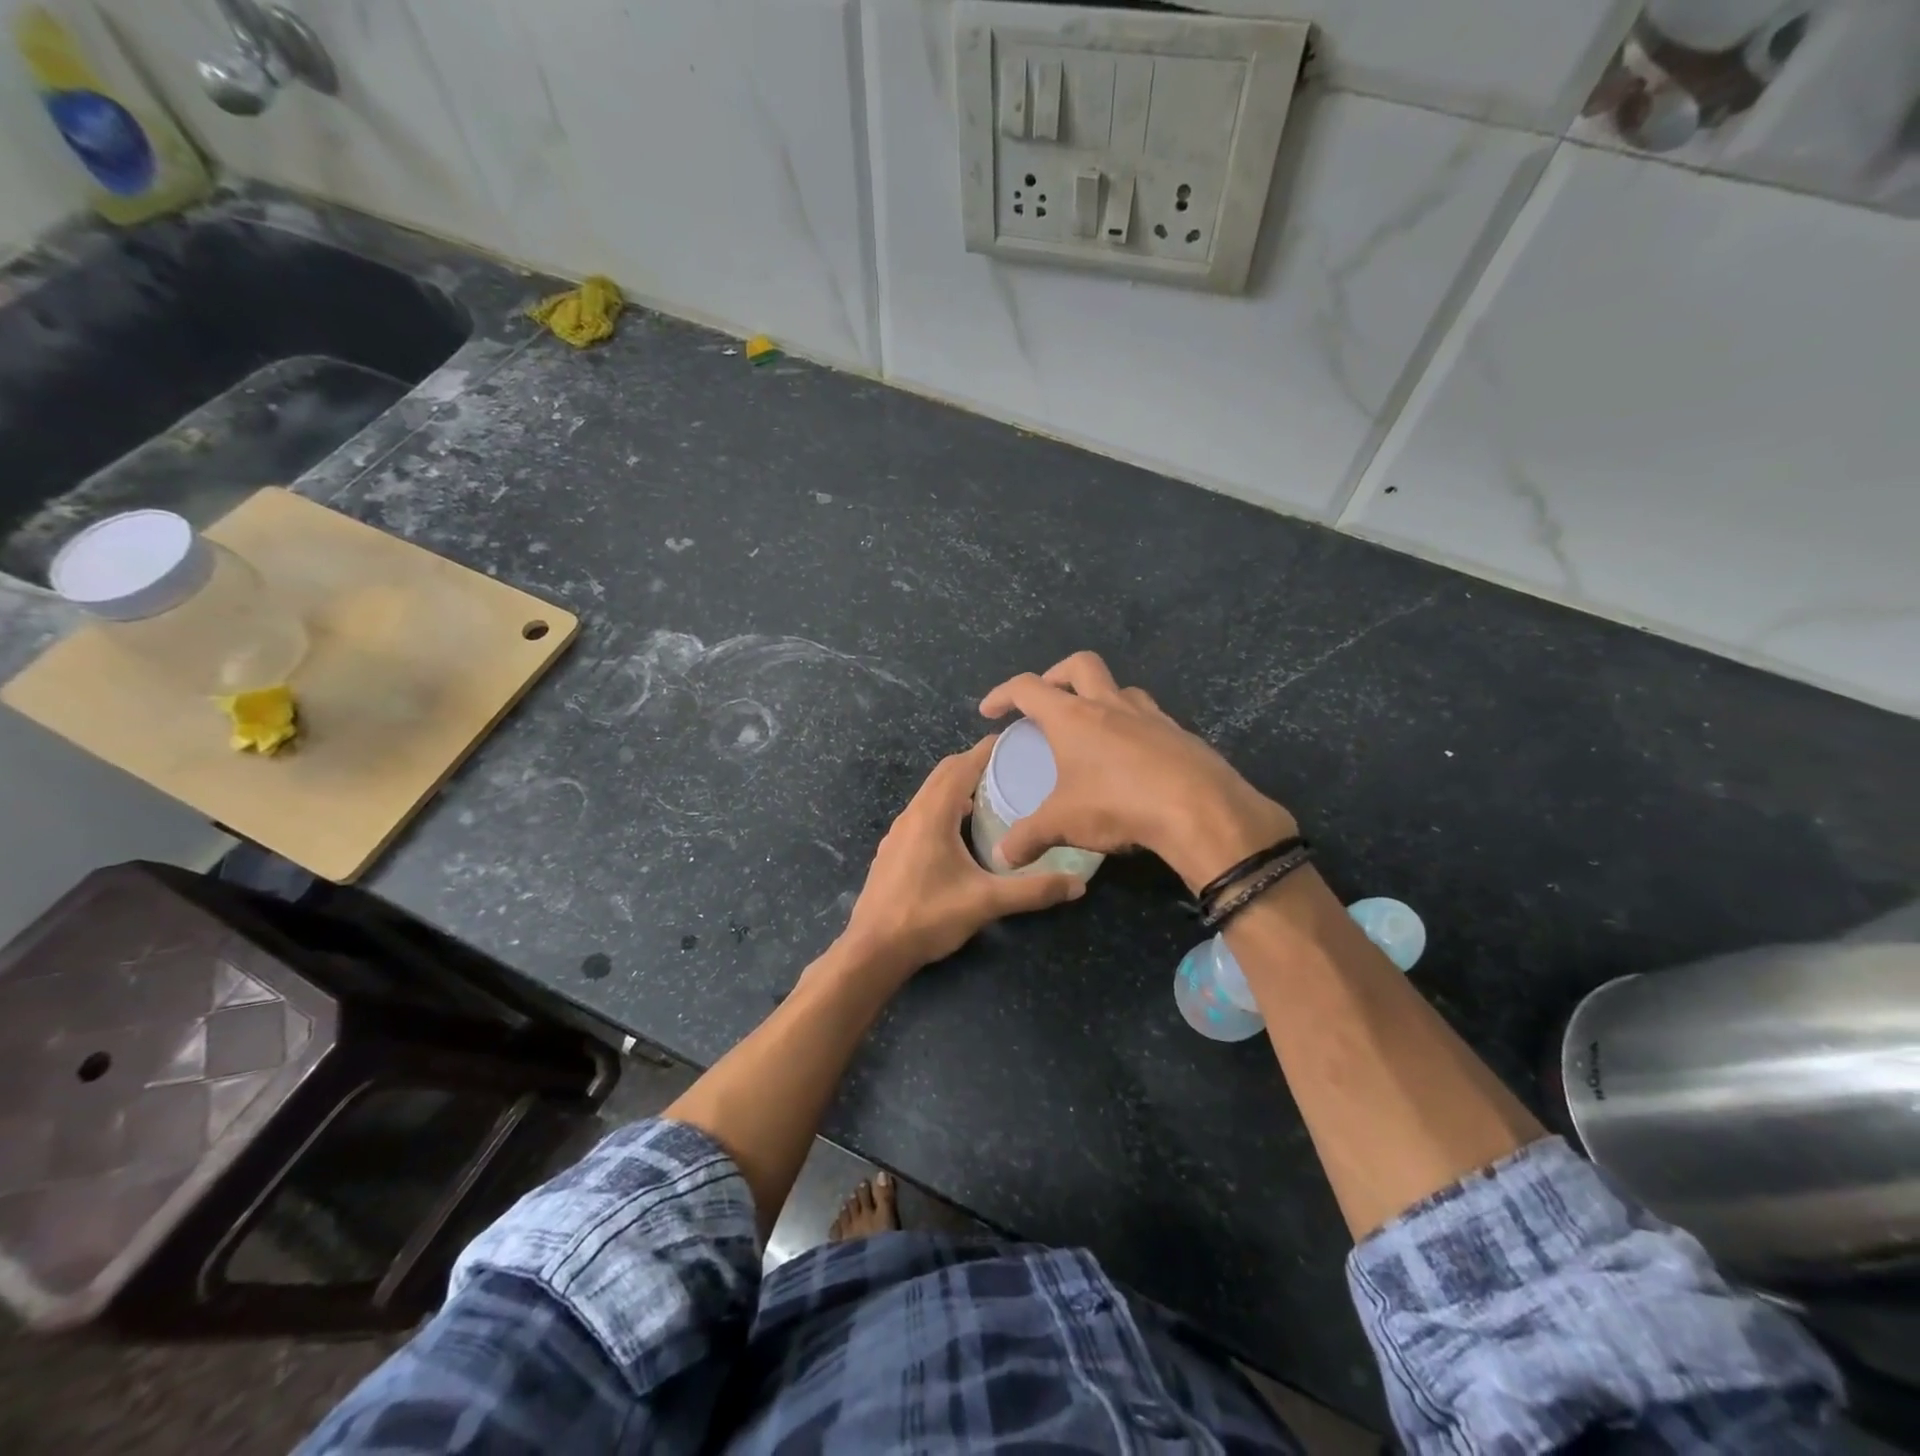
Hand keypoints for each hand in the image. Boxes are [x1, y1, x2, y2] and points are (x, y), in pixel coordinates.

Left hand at [838, 737, 1084, 980]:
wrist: (873, 950)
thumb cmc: (928, 916)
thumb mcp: (986, 902)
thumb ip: (1033, 890)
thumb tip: (1078, 884)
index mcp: (932, 814)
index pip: (961, 766)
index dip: (987, 750)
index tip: (1016, 743)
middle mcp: (912, 814)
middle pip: (944, 774)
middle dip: (975, 764)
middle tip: (1011, 768)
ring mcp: (898, 832)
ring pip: (930, 794)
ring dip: (958, 787)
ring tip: (992, 796)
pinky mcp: (893, 850)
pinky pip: (922, 813)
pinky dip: (944, 807)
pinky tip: (961, 832)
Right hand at [979, 651, 1296, 891]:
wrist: (1199, 809)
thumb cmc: (1118, 804)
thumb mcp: (1063, 824)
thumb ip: (1029, 837)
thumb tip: (1003, 858)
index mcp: (1073, 716)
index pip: (1027, 688)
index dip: (1003, 694)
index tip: (989, 711)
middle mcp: (1110, 705)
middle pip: (1079, 665)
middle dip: (1056, 675)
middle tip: (1046, 702)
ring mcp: (1150, 716)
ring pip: (1120, 688)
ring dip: (1101, 698)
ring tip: (1093, 729)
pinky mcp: (1180, 734)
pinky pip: (1150, 719)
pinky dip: (1134, 728)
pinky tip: (1133, 760)